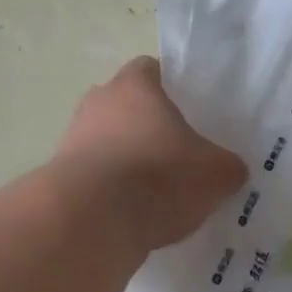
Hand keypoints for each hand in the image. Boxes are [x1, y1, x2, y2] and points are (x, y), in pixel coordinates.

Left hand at [56, 56, 246, 249]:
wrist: (90, 221)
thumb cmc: (158, 177)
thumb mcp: (215, 173)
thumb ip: (228, 166)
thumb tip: (232, 170)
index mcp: (135, 85)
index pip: (153, 70)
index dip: (174, 89)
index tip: (193, 113)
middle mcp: (98, 102)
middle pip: (128, 106)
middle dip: (151, 127)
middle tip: (181, 153)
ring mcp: (73, 138)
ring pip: (109, 142)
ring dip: (130, 160)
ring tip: (159, 192)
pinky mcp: (60, 176)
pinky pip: (96, 176)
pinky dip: (113, 191)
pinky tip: (135, 215)